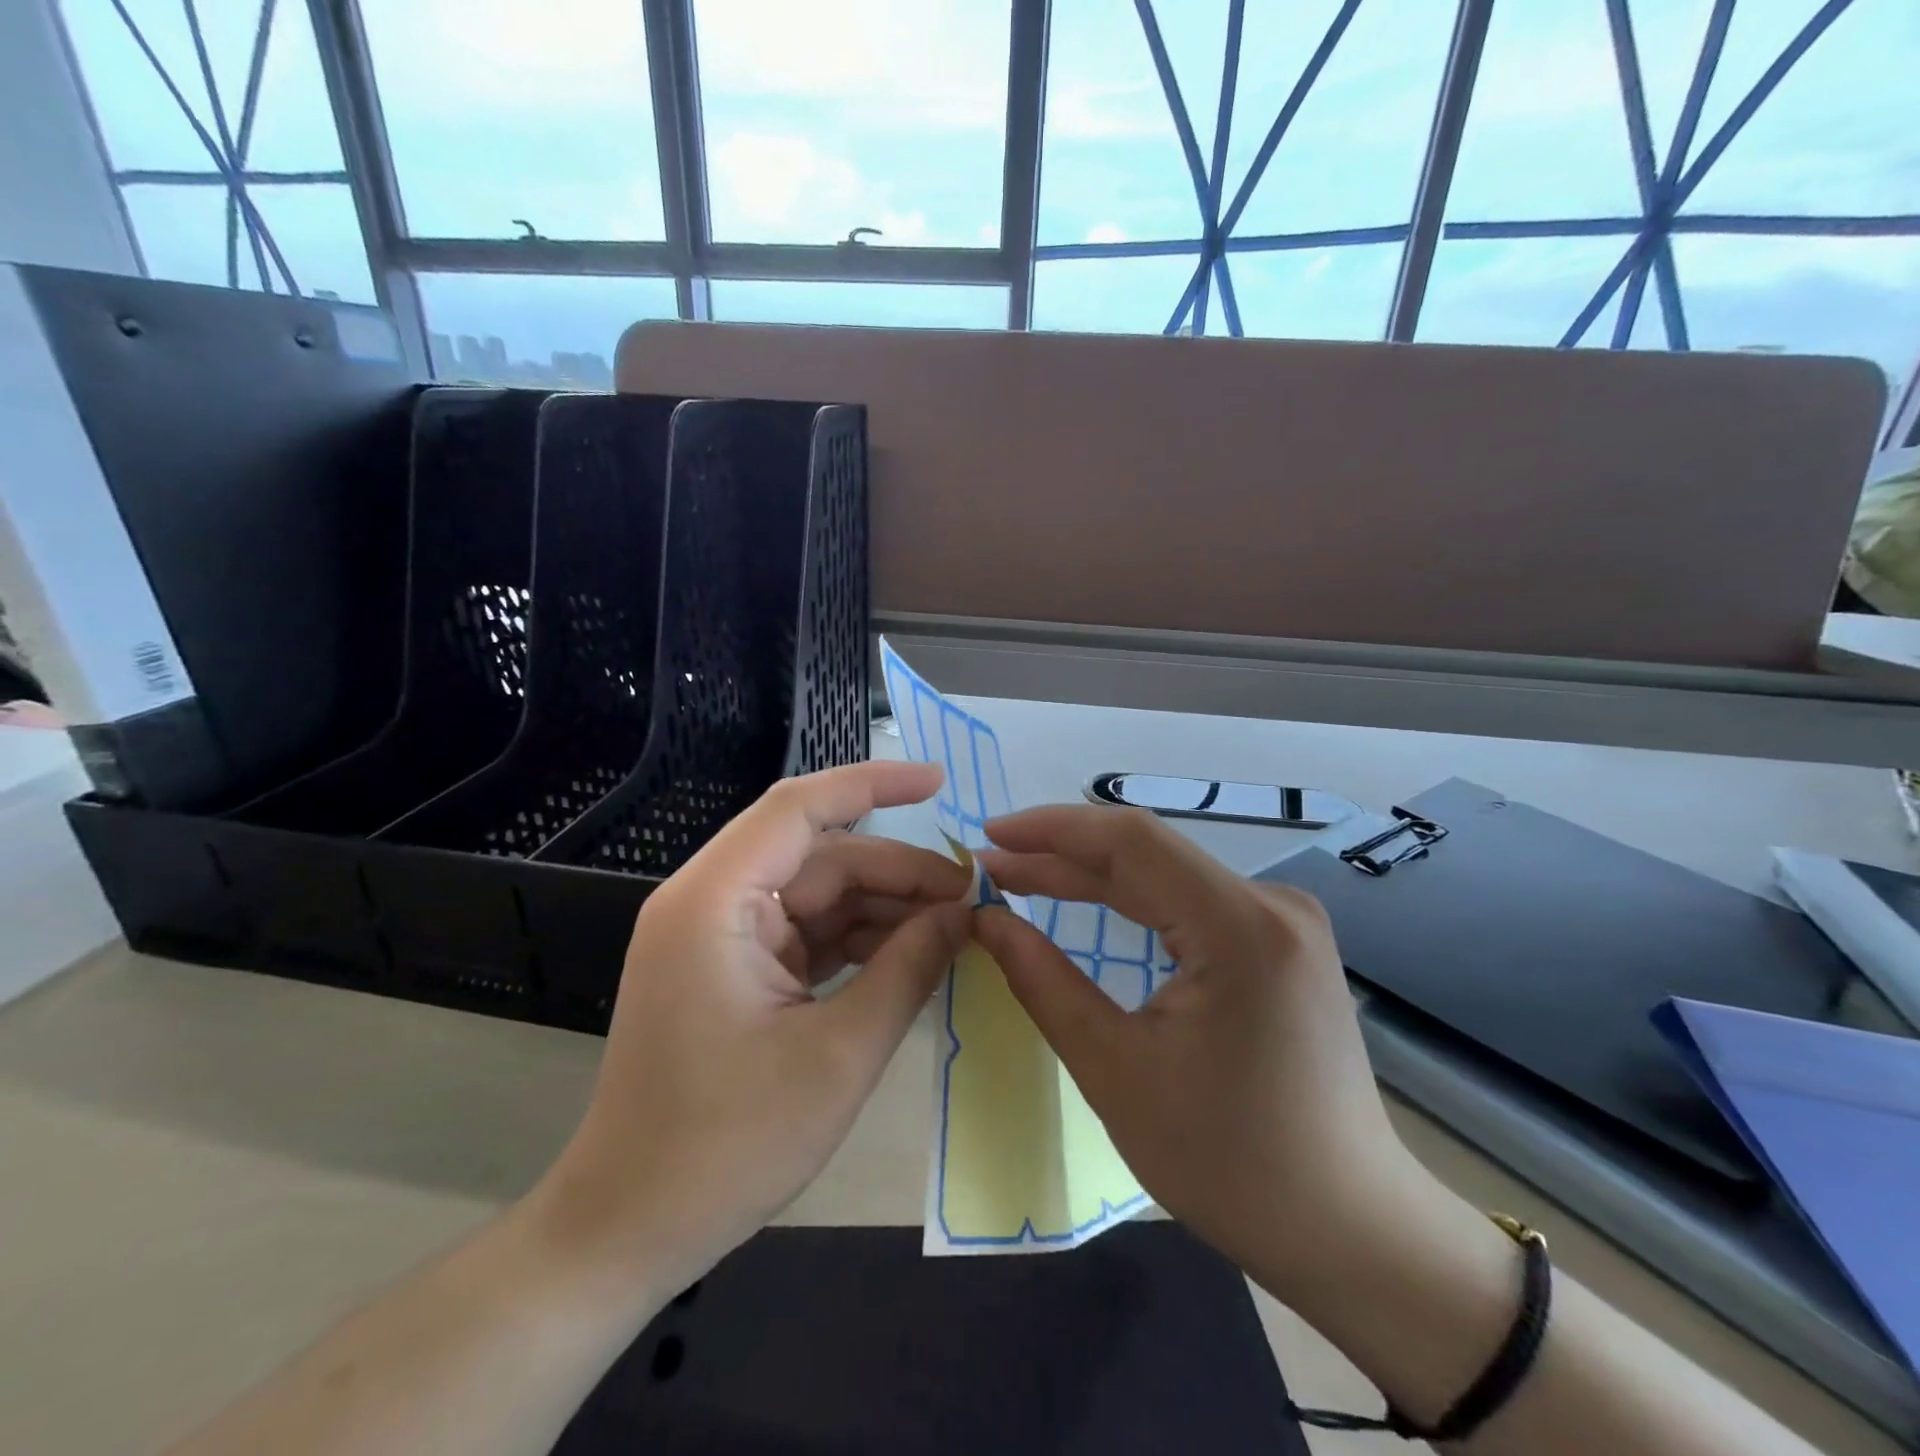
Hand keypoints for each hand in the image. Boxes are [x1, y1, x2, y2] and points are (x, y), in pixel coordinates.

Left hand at [534, 762, 970, 1293]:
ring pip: (820, 894)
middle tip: (971, 899)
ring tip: (953, 930)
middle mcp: (712, 901)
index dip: (873, 784)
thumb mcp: (840, 1053)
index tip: (939, 781)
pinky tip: (911, 955)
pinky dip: (858, 940)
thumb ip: (909, 968)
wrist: (630, 1228)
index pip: (800, 807)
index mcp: (716, 901)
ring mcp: (721, 936)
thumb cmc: (727, 1144)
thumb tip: (965, 912)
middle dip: (898, 873)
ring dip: (884, 908)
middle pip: (822, 857)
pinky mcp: (734, 968)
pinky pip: (807, 932)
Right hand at [974, 805, 1429, 1307]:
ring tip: (1023, 876)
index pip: (1130, 841)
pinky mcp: (1281, 941)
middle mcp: (1271, 903)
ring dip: (1093, 875)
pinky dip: (1132, 899)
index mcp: (1239, 927)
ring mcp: (1283, 920)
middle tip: (992, 865)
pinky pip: (1192, 900)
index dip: (1052, 829)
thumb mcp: (1114, 1070)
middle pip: (1147, 853)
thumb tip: (987, 920)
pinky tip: (1089, 900)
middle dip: (1062, 855)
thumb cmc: (1227, 1161)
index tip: (989, 836)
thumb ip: (1043, 982)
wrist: (1347, 1226)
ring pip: (1167, 874)